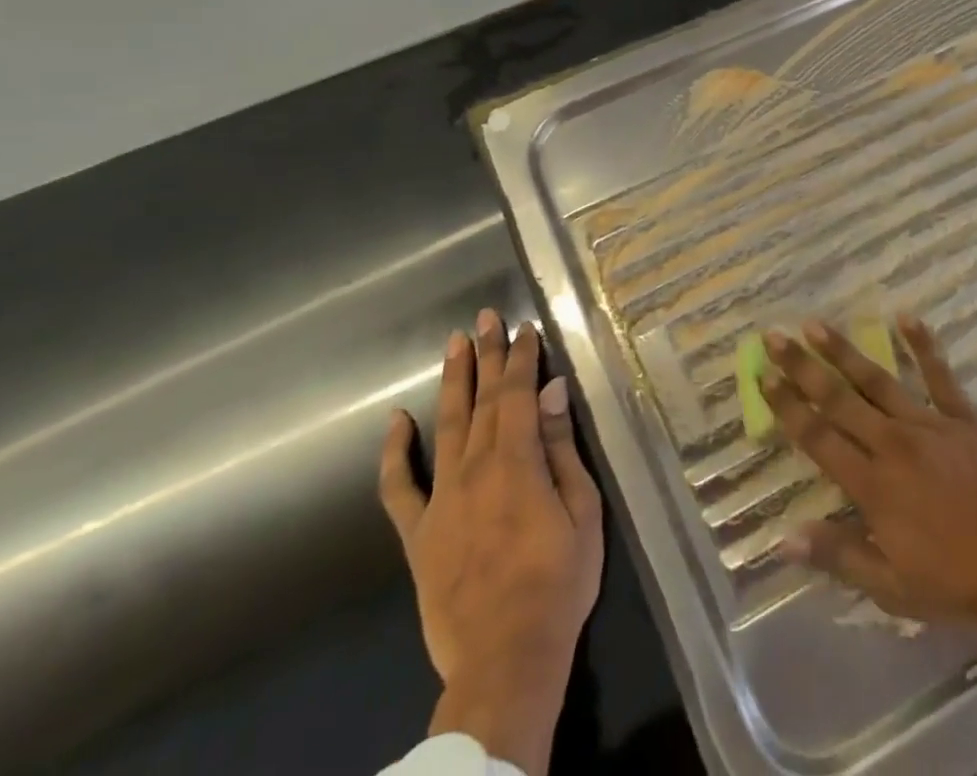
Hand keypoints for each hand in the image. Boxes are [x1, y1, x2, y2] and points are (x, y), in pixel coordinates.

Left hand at [379, 309, 603, 775]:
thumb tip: (554, 392)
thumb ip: (562, 449)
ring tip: (454, 343)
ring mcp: (441, 498)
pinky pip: (399, 487)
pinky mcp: (418, 533)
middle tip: (484, 316)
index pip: (519, 393)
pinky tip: (397, 420)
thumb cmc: (558, 582)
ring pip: (445, 425)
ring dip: (451, 381)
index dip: (522, 357)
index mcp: (517, 460)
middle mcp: (475, 467)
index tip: (525, 328)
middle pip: (481, 399)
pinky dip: (394, 452)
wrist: (505, 659)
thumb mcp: (582, 511)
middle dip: (485, 354)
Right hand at [763, 316, 976, 654]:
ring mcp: (928, 423)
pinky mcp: (963, 415)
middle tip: (774, 336)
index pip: (818, 438)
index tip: (763, 377)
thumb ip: (839, 556)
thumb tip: (784, 538)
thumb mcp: (893, 588)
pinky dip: (923, 344)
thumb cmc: (958, 581)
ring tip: (815, 324)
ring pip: (876, 379)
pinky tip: (906, 316)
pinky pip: (939, 374)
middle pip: (838, 398)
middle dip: (802, 366)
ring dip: (843, 350)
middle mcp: (892, 443)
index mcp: (872, 484)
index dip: (787, 406)